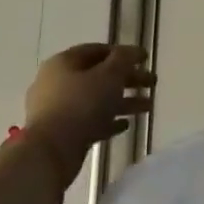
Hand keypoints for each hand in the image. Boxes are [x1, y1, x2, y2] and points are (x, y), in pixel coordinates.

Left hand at [21, 44, 152, 185]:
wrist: (50, 152)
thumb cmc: (81, 105)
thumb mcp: (109, 76)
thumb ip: (124, 59)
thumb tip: (133, 51)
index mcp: (64, 63)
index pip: (96, 50)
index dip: (123, 52)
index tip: (145, 59)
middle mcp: (57, 82)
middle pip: (98, 75)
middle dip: (128, 79)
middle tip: (152, 83)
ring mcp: (57, 109)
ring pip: (96, 100)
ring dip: (123, 101)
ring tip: (148, 107)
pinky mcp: (62, 133)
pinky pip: (90, 121)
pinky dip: (109, 121)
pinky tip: (127, 125)